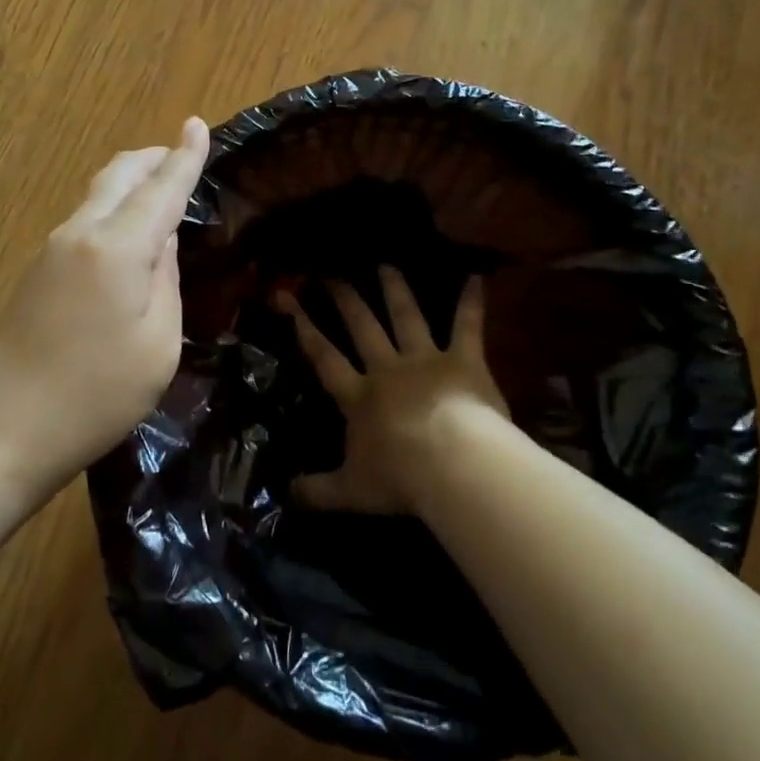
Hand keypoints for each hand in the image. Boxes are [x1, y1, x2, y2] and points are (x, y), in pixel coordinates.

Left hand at [0, 116, 210, 485]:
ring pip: (98, 194)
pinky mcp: (38, 269)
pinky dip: (113, 209)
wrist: (6, 427)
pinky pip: (84, 220)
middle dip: (153, 158)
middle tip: (182, 155)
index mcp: (116, 248)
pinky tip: (127, 234)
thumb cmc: (97, 395)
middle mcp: (80, 233)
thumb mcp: (158, 344)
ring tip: (161, 191)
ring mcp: (52, 249)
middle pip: (120, 175)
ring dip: (131, 183)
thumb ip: (166, 281)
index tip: (198, 124)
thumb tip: (162, 241)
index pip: (161, 189)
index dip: (184, 156)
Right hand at [280, 266, 508, 514]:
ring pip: (406, 318)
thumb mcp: (351, 491)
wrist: (453, 465)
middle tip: (333, 274)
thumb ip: (317, 491)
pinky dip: (471, 302)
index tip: (288, 299)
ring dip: (395, 290)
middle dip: (345, 300)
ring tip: (386, 265)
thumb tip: (284, 495)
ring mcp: (425, 360)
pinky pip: (467, 327)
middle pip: (362, 328)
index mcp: (358, 396)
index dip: (304, 328)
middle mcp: (387, 369)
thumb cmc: (400, 478)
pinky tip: (475, 278)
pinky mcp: (463, 362)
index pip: (324, 357)